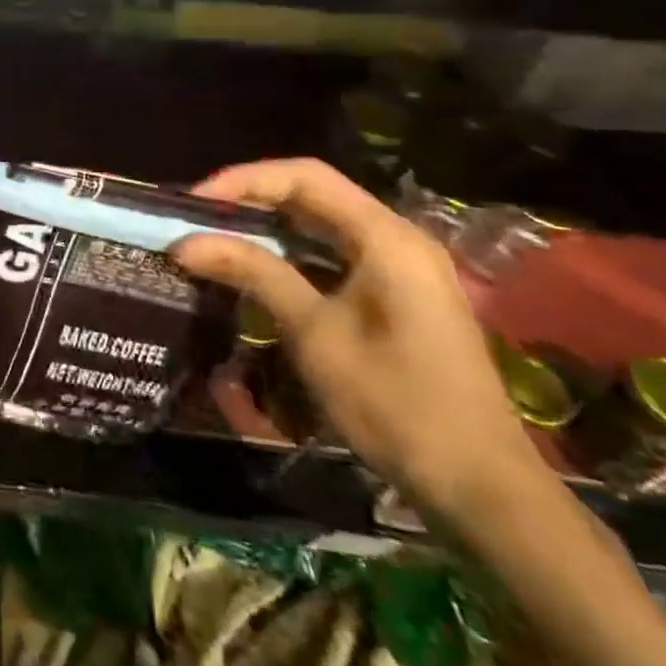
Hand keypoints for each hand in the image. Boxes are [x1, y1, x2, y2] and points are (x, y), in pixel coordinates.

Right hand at [170, 158, 550, 525]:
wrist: (481, 488)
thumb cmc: (396, 404)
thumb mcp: (315, 334)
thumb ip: (253, 273)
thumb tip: (185, 242)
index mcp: (387, 237)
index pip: (304, 177)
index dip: (244, 180)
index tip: (194, 203)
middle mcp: (399, 238)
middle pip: (315, 193)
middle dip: (252, 199)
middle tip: (198, 219)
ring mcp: (404, 267)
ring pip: (324, 223)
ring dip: (270, 225)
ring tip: (217, 237)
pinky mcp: (401, 294)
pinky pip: (337, 252)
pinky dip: (293, 251)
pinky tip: (260, 268)